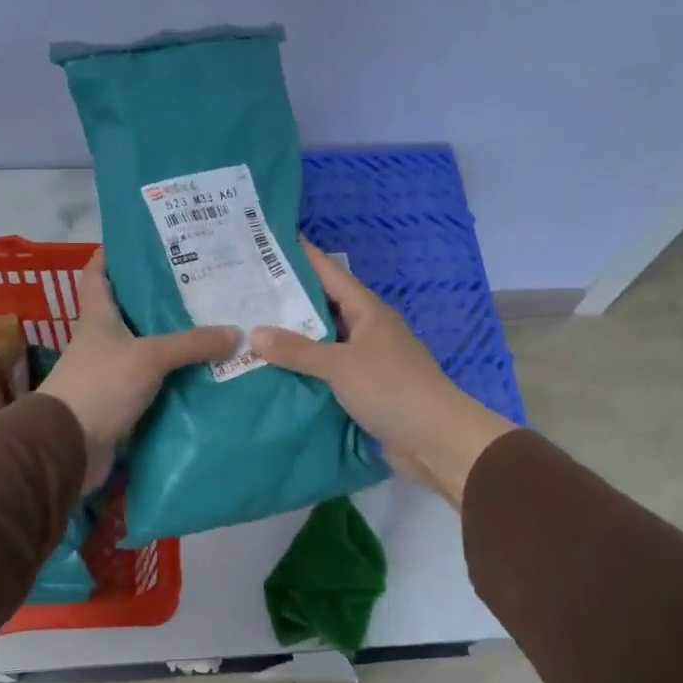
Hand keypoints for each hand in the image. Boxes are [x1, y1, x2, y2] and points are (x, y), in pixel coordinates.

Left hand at [39, 248, 239, 490]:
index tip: (139, 240)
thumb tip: (236, 333)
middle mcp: (101, 341)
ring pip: (146, 348)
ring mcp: (110, 373)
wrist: (69, 447)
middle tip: (199, 285)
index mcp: (97, 318)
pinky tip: (203, 373)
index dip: (111, 254)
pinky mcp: (121, 402)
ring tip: (212, 326)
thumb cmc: (100, 386)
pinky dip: (173, 378)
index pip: (98, 275)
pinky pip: (153, 383)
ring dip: (172, 341)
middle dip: (159, 298)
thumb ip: (191, 344)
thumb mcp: (149, 357)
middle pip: (129, 311)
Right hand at [250, 243, 512, 506]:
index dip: (302, 257)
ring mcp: (367, 360)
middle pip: (323, 307)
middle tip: (246, 292)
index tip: (270, 244)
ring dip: (294, 339)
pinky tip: (275, 371)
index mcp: (368, 311)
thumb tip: (254, 333)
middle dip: (288, 301)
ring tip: (250, 330)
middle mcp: (368, 329)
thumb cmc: (391, 388)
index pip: (329, 274)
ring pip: (324, 341)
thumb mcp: (340, 365)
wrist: (435, 439)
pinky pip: (327, 371)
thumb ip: (297, 350)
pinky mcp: (365, 388)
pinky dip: (305, 369)